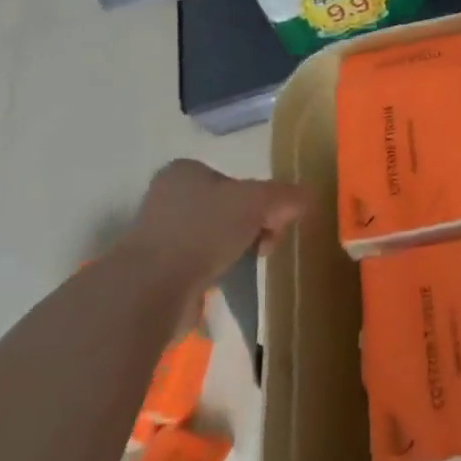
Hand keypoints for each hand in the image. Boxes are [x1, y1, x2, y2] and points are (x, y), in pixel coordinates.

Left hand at [122, 158, 311, 290]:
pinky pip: (196, 266)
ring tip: (240, 268)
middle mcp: (166, 198)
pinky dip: (212, 274)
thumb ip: (285, 196)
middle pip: (226, 209)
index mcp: (185, 171)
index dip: (260, 200)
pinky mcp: (153, 273)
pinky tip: (219, 285)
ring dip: (231, 252)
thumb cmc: (204, 231)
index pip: (234, 180)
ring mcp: (156, 236)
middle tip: (263, 247)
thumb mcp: (258, 202)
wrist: (152, 288)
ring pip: (212, 238)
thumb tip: (308, 197)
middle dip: (250, 227)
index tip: (273, 222)